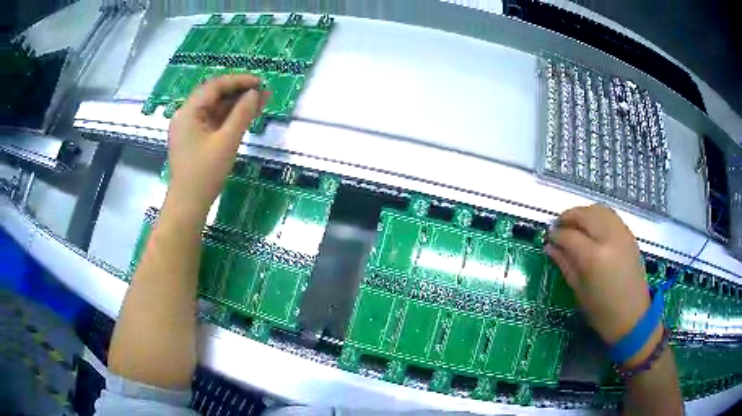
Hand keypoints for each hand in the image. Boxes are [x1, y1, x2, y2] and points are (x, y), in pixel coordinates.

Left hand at [166, 75, 269, 217]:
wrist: (188, 205)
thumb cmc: (205, 173)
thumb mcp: (227, 141)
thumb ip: (242, 113)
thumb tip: (255, 93)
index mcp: (188, 111)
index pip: (215, 86)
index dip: (239, 81)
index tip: (260, 82)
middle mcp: (186, 114)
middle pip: (214, 95)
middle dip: (239, 92)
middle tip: (263, 93)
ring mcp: (188, 127)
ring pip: (214, 108)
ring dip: (236, 104)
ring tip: (260, 102)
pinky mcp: (193, 138)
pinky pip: (212, 121)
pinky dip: (228, 118)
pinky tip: (245, 116)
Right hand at [546, 204, 650, 344]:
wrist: (632, 316)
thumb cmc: (602, 311)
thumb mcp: (579, 290)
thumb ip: (565, 264)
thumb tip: (550, 247)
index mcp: (594, 258)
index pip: (570, 235)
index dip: (556, 235)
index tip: (549, 238)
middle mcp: (609, 239)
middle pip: (585, 215)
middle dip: (568, 217)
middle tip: (558, 226)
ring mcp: (621, 234)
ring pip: (599, 209)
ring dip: (583, 213)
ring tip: (574, 224)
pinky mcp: (629, 235)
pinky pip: (610, 215)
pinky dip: (598, 215)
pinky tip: (592, 227)